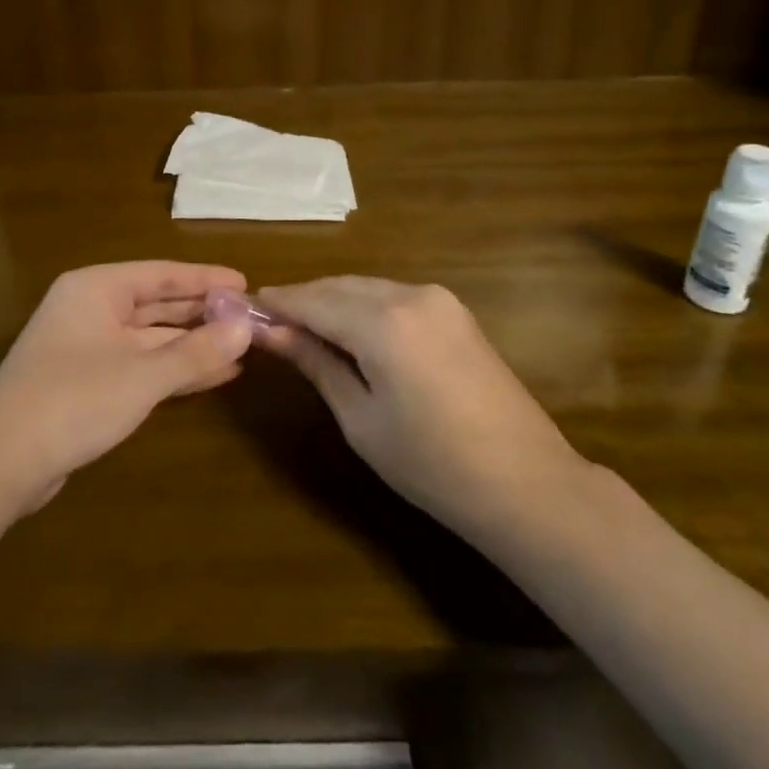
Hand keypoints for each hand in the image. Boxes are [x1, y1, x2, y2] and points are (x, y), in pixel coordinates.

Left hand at [0, 261, 253, 513]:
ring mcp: (89, 346)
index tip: (246, 283)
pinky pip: (142, 364)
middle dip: (203, 313)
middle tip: (251, 317)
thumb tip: (247, 327)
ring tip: (242, 348)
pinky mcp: (89, 381)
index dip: (206, 279)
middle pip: (158, 304)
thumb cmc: (73, 401)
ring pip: (153, 337)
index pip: (162, 274)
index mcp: (97, 288)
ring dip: (194, 345)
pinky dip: (175, 369)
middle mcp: (92, 308)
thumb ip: (196, 351)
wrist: (0, 463)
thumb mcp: (142, 375)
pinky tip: (214, 376)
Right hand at [257, 277, 586, 542]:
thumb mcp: (360, 418)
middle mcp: (410, 294)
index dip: (277, 304)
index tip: (243, 310)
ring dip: (332, 301)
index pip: (313, 300)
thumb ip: (316, 363)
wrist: (526, 482)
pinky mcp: (455, 311)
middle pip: (339, 286)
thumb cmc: (431, 464)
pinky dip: (364, 307)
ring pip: (366, 287)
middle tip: (269, 324)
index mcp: (383, 322)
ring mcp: (438, 299)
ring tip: (304, 330)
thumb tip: (270, 331)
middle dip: (303, 300)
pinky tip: (350, 331)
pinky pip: (393, 296)